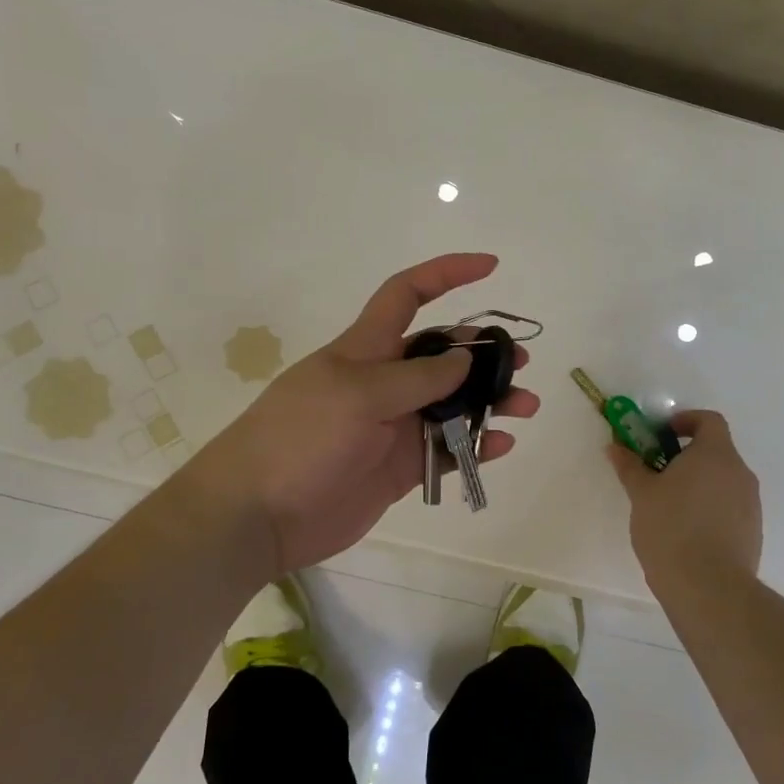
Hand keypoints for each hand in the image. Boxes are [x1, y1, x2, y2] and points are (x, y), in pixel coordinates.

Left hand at [179, 253, 538, 572]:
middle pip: (442, 356)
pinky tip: (500, 446)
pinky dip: (475, 446)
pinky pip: (446, 450)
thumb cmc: (300, 439)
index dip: (446, 275)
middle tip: (519, 365)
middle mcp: (384, 382)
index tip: (490, 267)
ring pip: (452, 404)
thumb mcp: (359, 395)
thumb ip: (417, 377)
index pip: (407, 295)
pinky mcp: (399, 467)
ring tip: (524, 407)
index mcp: (366, 349)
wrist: (258, 515)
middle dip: (482, 354)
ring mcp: (393, 426)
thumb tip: (464, 358)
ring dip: (489, 402)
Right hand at [607, 410, 761, 588]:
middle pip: (716, 451)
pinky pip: (729, 507)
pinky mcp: (753, 531)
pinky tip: (687, 532)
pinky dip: (710, 508)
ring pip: (723, 481)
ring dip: (698, 484)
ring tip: (669, 507)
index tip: (662, 435)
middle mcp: (740, 473)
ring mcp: (751, 503)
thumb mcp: (642, 494)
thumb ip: (630, 466)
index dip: (686, 421)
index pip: (709, 420)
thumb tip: (615, 446)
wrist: (709, 588)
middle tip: (656, 473)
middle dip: (686, 456)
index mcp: (716, 454)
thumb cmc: (671, 529)